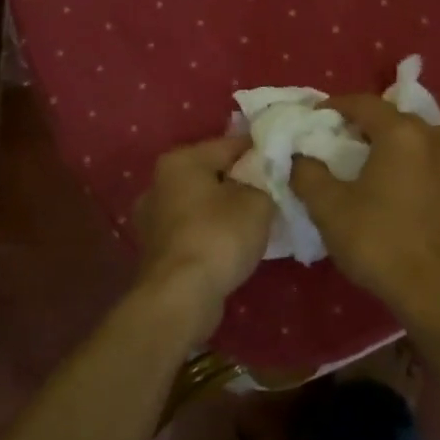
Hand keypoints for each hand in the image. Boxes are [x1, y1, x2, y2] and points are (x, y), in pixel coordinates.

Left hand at [132, 136, 276, 319]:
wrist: (181, 295)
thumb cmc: (219, 236)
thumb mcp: (258, 202)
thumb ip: (264, 182)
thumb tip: (263, 180)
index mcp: (181, 160)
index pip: (231, 144)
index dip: (261, 152)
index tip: (286, 162)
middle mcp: (159, 183)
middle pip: (212, 174)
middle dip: (241, 182)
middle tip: (274, 193)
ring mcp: (153, 218)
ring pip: (201, 204)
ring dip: (225, 210)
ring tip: (257, 222)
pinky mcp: (156, 250)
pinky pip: (193, 230)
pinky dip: (212, 233)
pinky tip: (233, 245)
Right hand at [290, 95, 439, 314]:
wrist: (433, 289)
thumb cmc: (377, 241)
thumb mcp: (328, 208)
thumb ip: (308, 174)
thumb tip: (300, 157)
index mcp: (401, 135)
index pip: (365, 104)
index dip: (338, 105)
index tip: (319, 114)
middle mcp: (437, 141)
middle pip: (404, 117)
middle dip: (376, 122)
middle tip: (353, 140)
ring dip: (425, 138)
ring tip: (405, 156)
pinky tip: (435, 187)